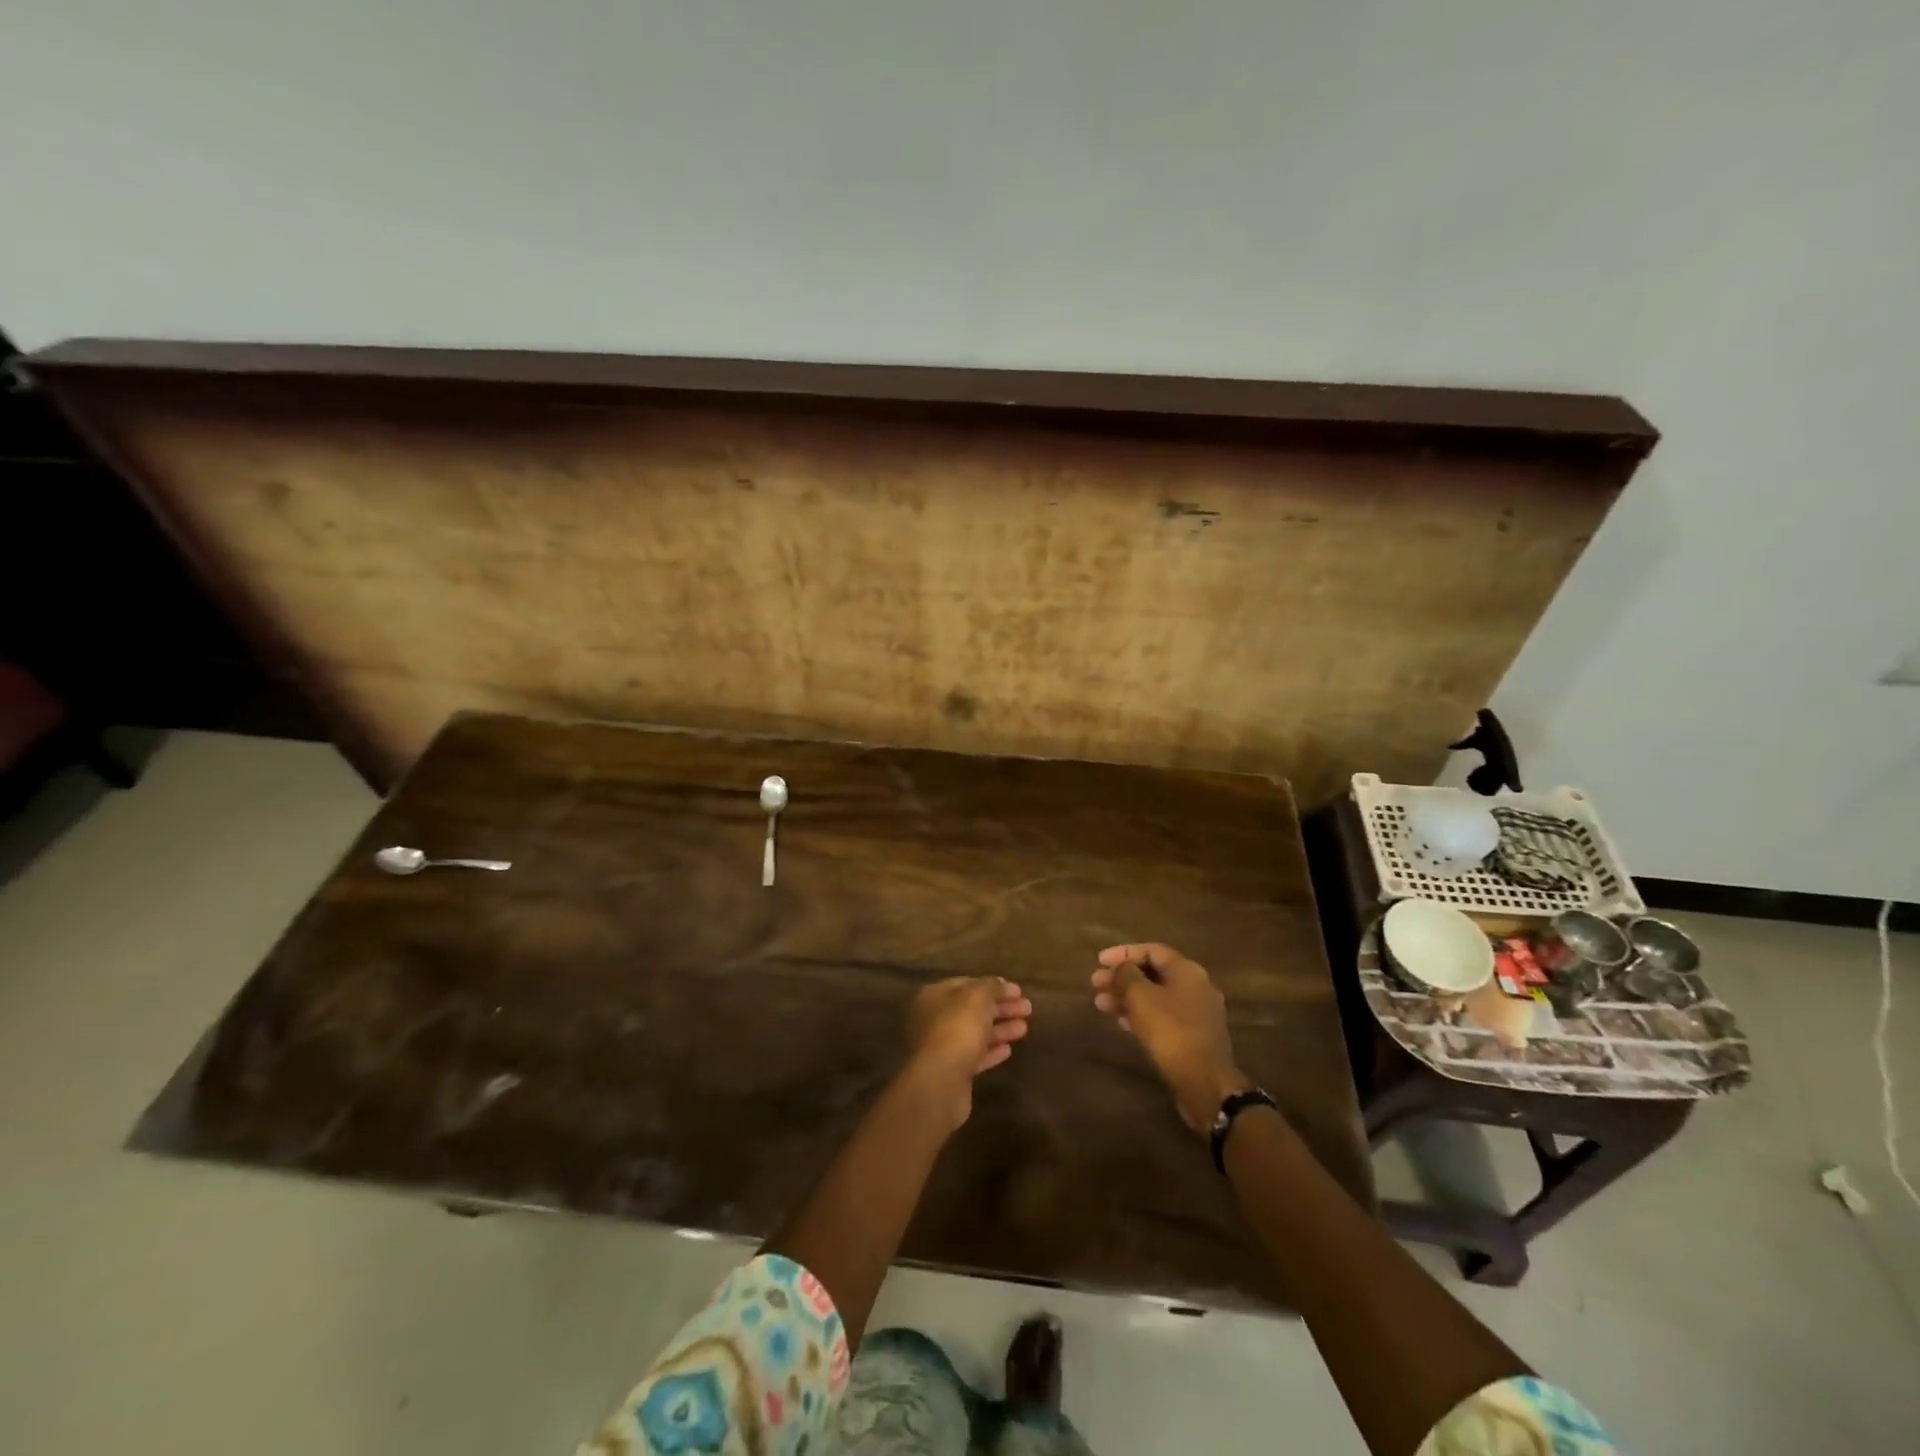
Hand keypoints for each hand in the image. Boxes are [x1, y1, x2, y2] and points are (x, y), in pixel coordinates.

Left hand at [904, 977, 1032, 1128]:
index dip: (993, 986)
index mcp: (934, 996)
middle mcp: (933, 1019)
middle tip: (1028, 1008)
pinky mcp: (951, 1072)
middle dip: (1001, 1008)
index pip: (967, 984)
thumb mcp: (978, 997)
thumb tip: (1001, 983)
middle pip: (972, 1009)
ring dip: (1000, 1029)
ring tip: (1024, 1028)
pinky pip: (974, 1056)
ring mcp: (941, 1047)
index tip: (1018, 991)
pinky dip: (991, 1051)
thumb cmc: (957, 1029)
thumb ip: (991, 987)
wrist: (941, 1081)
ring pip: (975, 1033)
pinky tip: (1008, 1050)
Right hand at [1092, 943, 1249, 1132]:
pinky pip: (1162, 1017)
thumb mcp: (1141, 996)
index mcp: (1187, 970)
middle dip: (1122, 977)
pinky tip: (1121, 1022)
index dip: (1123, 953)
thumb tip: (1123, 968)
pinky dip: (1141, 1015)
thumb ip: (1127, 975)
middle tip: (1096, 984)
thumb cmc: (1170, 1031)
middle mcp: (1195, 987)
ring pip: (1155, 997)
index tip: (1099, 961)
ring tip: (1101, 1005)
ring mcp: (1196, 1013)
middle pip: (1153, 974)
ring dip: (1127, 998)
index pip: (1151, 950)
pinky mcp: (1193, 1037)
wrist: (1204, 1082)